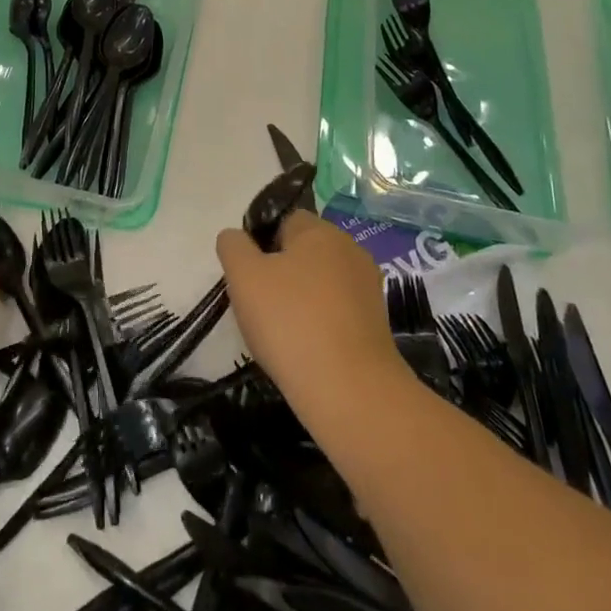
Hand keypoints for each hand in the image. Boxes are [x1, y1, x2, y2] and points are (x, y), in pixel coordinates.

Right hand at [216, 211, 402, 419]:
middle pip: (303, 252)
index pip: (284, 220)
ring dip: (299, 300)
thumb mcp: (243, 275)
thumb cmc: (290, 321)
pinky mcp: (377, 324)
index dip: (260, 242)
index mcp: (320, 231)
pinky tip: (305, 349)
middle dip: (280, 273)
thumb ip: (233, 246)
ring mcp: (368, 288)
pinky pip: (336, 312)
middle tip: (258, 304)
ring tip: (280, 332)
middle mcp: (350, 251)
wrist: (349, 390)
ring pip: (320, 283)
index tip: (247, 275)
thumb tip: (236, 238)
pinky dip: (319, 324)